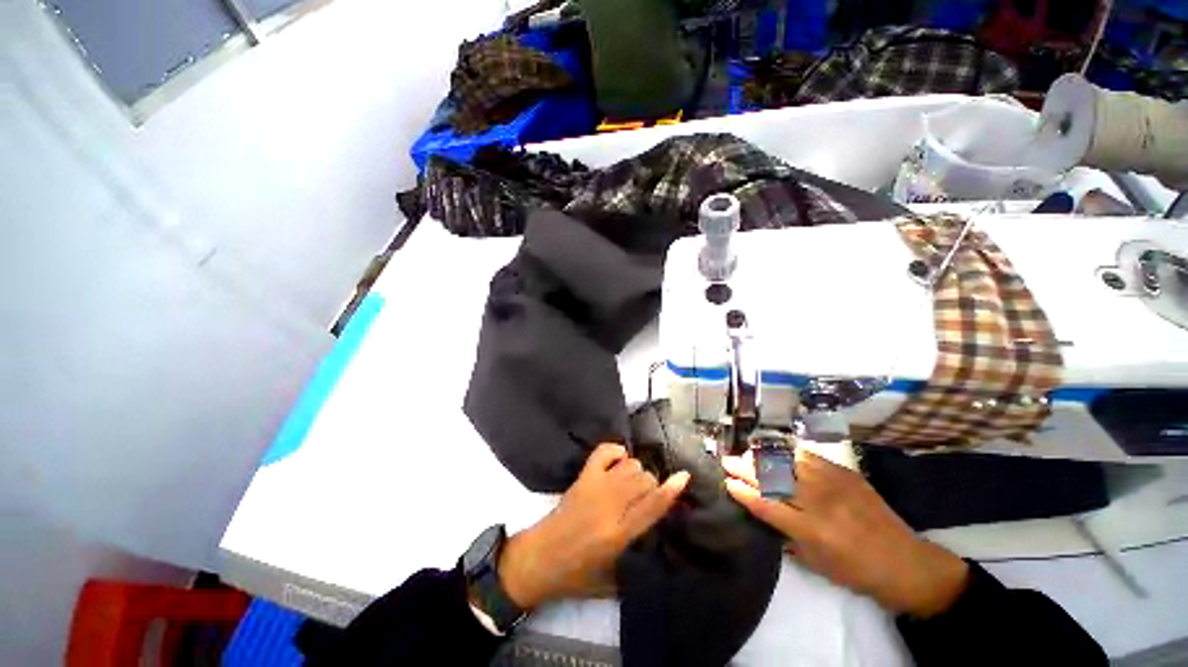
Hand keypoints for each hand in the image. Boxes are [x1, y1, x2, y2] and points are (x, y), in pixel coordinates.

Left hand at [498, 443, 690, 608]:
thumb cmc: (577, 574)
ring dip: (635, 470)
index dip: (671, 490)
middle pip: (644, 480)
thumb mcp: (612, 574)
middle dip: (650, 484)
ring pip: (629, 465)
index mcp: (620, 534)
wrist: (540, 558)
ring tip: (629, 481)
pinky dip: (616, 451)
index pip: (653, 506)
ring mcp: (596, 487)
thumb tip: (653, 519)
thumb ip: (635, 547)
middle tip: (643, 495)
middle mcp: (611, 506)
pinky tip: (618, 460)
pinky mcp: (583, 477)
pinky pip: (604, 451)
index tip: (684, 475)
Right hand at [723, 451, 968, 617]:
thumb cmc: (856, 572)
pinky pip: (810, 457)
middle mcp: (820, 502)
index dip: (743, 491)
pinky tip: (777, 451)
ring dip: (763, 456)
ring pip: (788, 461)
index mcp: (812, 530)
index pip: (767, 504)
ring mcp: (834, 483)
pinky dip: (789, 453)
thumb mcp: (816, 564)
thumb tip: (762, 510)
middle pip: (774, 477)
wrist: (906, 563)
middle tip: (727, 461)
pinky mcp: (846, 473)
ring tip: (747, 454)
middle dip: (745, 468)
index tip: (727, 482)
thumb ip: (786, 535)